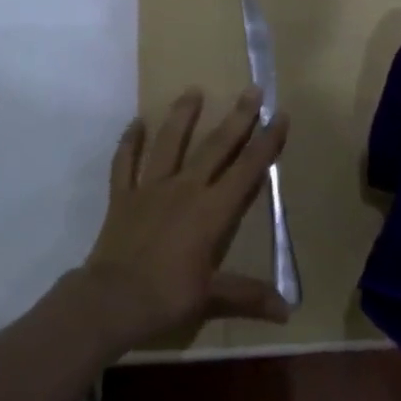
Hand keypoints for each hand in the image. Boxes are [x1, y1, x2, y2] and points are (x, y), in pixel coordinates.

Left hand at [76, 88, 291, 354]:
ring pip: (169, 143)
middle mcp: (184, 189)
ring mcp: (150, 188)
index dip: (266, 143)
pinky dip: (129, 142)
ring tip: (192, 90)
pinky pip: (125, 162)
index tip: (279, 115)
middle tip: (251, 90)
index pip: (246, 170)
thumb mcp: (212, 299)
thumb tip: (288, 310)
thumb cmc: (166, 298)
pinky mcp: (123, 195)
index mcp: (211, 211)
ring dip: (182, 116)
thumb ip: (248, 296)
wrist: (111, 301)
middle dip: (237, 118)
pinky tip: (135, 122)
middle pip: (215, 147)